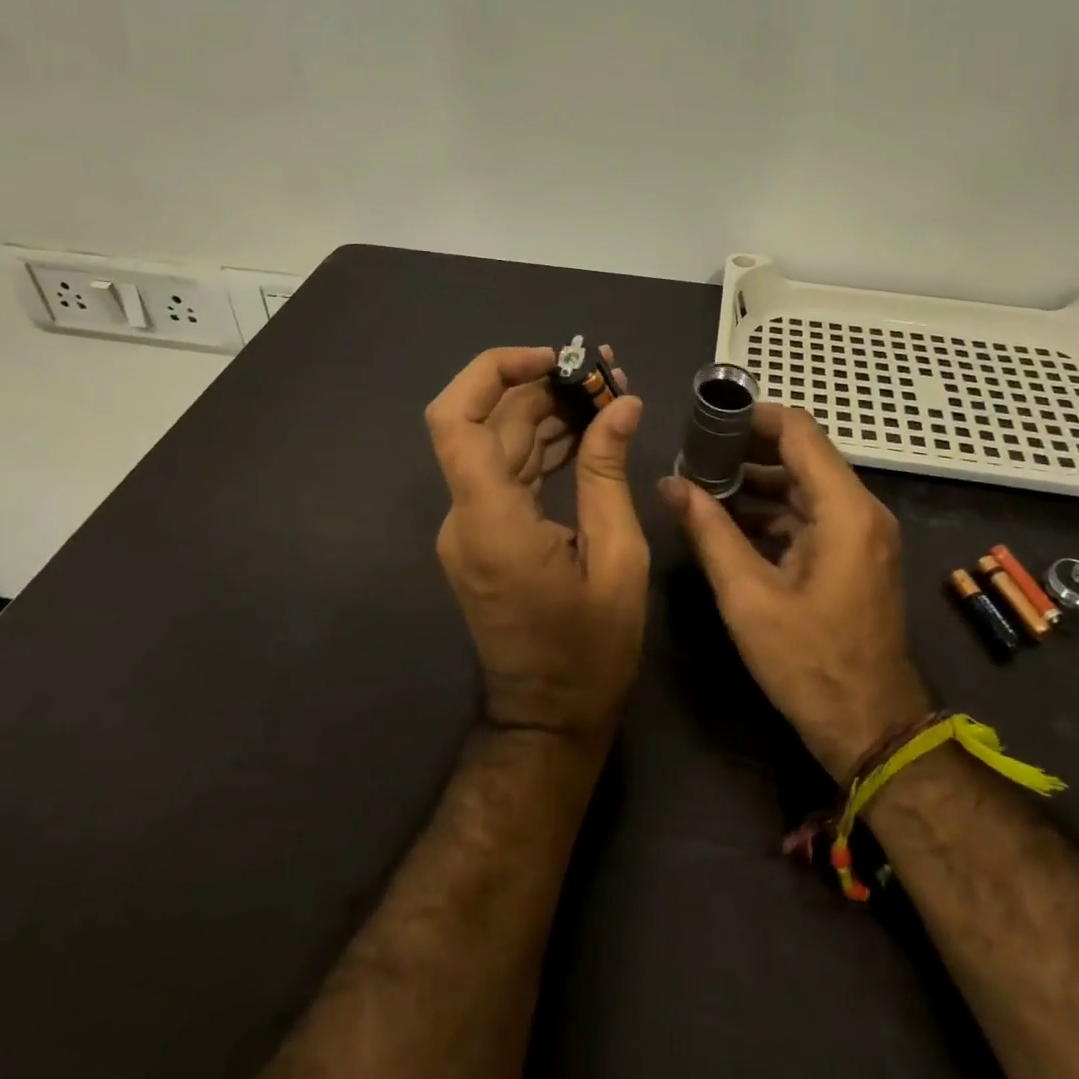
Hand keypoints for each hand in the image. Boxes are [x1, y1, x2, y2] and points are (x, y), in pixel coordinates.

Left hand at [427, 346, 649, 744]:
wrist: (549, 719)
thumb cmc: (590, 651)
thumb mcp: (616, 558)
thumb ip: (608, 474)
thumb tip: (622, 405)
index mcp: (490, 520)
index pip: (456, 419)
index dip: (493, 372)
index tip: (553, 359)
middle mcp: (466, 515)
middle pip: (485, 423)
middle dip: (540, 387)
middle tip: (603, 376)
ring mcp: (471, 526)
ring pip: (497, 444)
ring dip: (544, 413)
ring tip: (605, 396)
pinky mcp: (484, 536)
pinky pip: (507, 473)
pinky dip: (542, 446)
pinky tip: (586, 435)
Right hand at [659, 404, 931, 783]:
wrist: (872, 729)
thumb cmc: (809, 663)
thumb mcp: (747, 596)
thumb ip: (708, 531)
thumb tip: (669, 484)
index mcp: (844, 510)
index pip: (799, 430)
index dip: (752, 417)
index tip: (706, 422)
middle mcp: (861, 510)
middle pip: (803, 453)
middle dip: (747, 449)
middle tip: (695, 454)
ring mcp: (862, 534)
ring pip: (805, 484)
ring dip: (758, 482)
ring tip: (704, 486)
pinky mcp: (855, 555)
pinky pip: (812, 515)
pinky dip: (774, 512)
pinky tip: (731, 524)